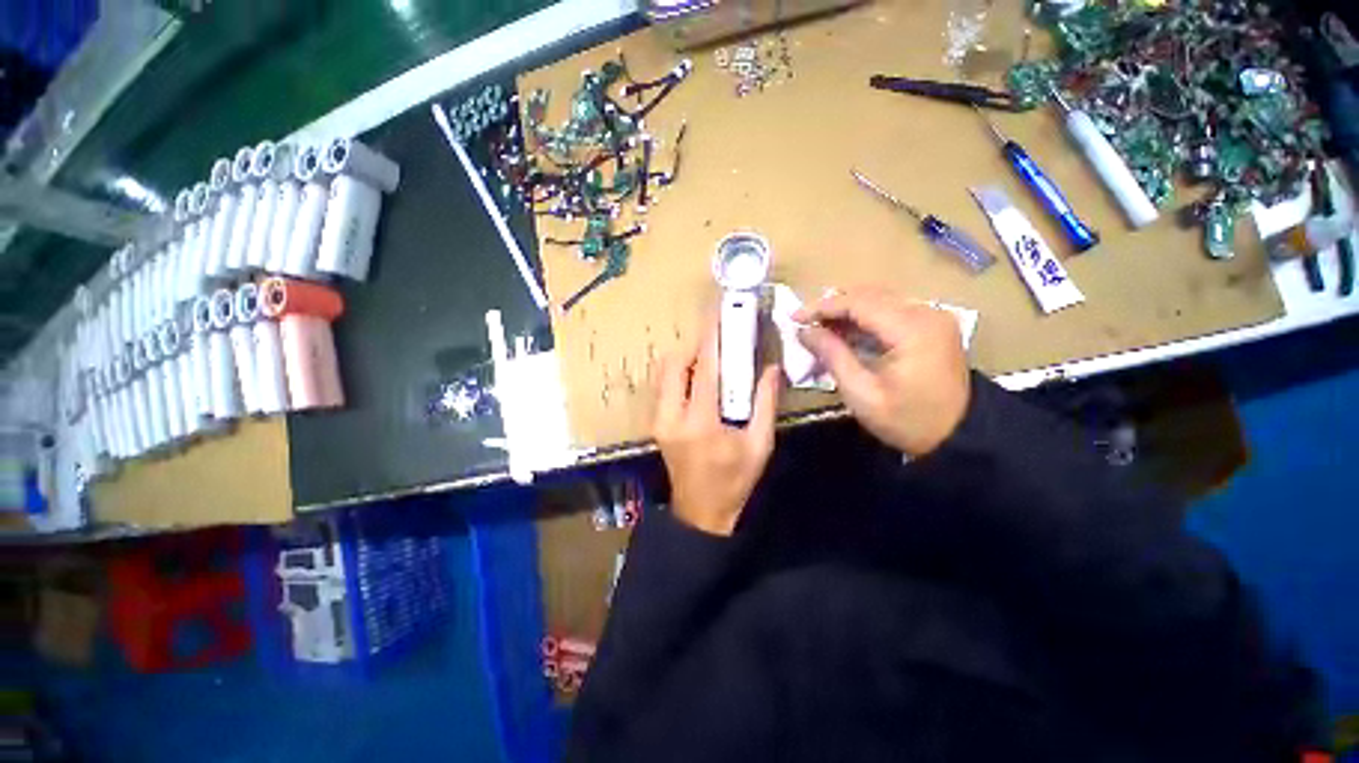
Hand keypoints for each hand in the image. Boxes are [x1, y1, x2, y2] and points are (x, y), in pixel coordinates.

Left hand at [653, 320, 780, 535]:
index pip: (704, 367)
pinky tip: (697, 382)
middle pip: (674, 363)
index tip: (718, 312)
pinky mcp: (655, 423)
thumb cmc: (734, 481)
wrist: (701, 513)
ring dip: (685, 359)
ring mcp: (658, 420)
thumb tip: (771, 368)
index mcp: (700, 422)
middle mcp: (671, 416)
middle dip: (695, 346)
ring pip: (663, 372)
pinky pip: (662, 386)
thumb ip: (766, 403)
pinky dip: (678, 374)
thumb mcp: (759, 445)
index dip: (712, 335)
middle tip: (718, 346)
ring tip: (709, 364)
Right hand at [795, 288, 970, 455]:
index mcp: (911, 329)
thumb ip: (832, 355)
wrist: (959, 436)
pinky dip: (864, 320)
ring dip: (847, 312)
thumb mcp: (861, 393)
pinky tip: (845, 334)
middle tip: (805, 325)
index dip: (822, 307)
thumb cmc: (906, 420)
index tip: (794, 318)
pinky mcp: (932, 326)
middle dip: (832, 307)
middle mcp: (926, 312)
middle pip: (869, 295)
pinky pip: (891, 311)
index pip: (859, 302)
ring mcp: (932, 317)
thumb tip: (804, 332)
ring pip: (879, 300)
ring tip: (820, 330)